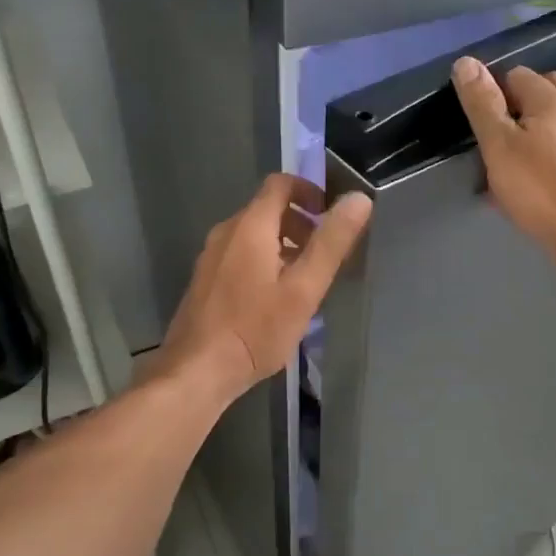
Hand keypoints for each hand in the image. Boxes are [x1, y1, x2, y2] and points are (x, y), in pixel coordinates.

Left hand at [157, 174, 372, 401]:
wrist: (197, 371)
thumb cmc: (256, 329)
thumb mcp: (304, 288)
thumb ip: (332, 242)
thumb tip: (359, 199)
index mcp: (250, 226)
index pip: (280, 184)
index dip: (309, 191)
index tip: (330, 216)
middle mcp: (226, 233)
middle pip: (267, 210)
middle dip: (300, 223)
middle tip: (324, 256)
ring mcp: (211, 257)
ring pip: (253, 235)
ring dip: (283, 246)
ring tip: (305, 281)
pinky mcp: (205, 281)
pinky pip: (240, 256)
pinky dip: (263, 262)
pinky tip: (275, 300)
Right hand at [451, 56, 555, 260]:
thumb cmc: (538, 187)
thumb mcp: (498, 144)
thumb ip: (482, 103)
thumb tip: (466, 61)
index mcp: (549, 97)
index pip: (513, 75)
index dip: (492, 97)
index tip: (480, 129)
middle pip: (537, 93)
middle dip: (513, 110)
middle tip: (494, 143)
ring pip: (549, 121)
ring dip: (527, 134)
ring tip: (508, 165)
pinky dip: (542, 154)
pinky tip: (529, 182)